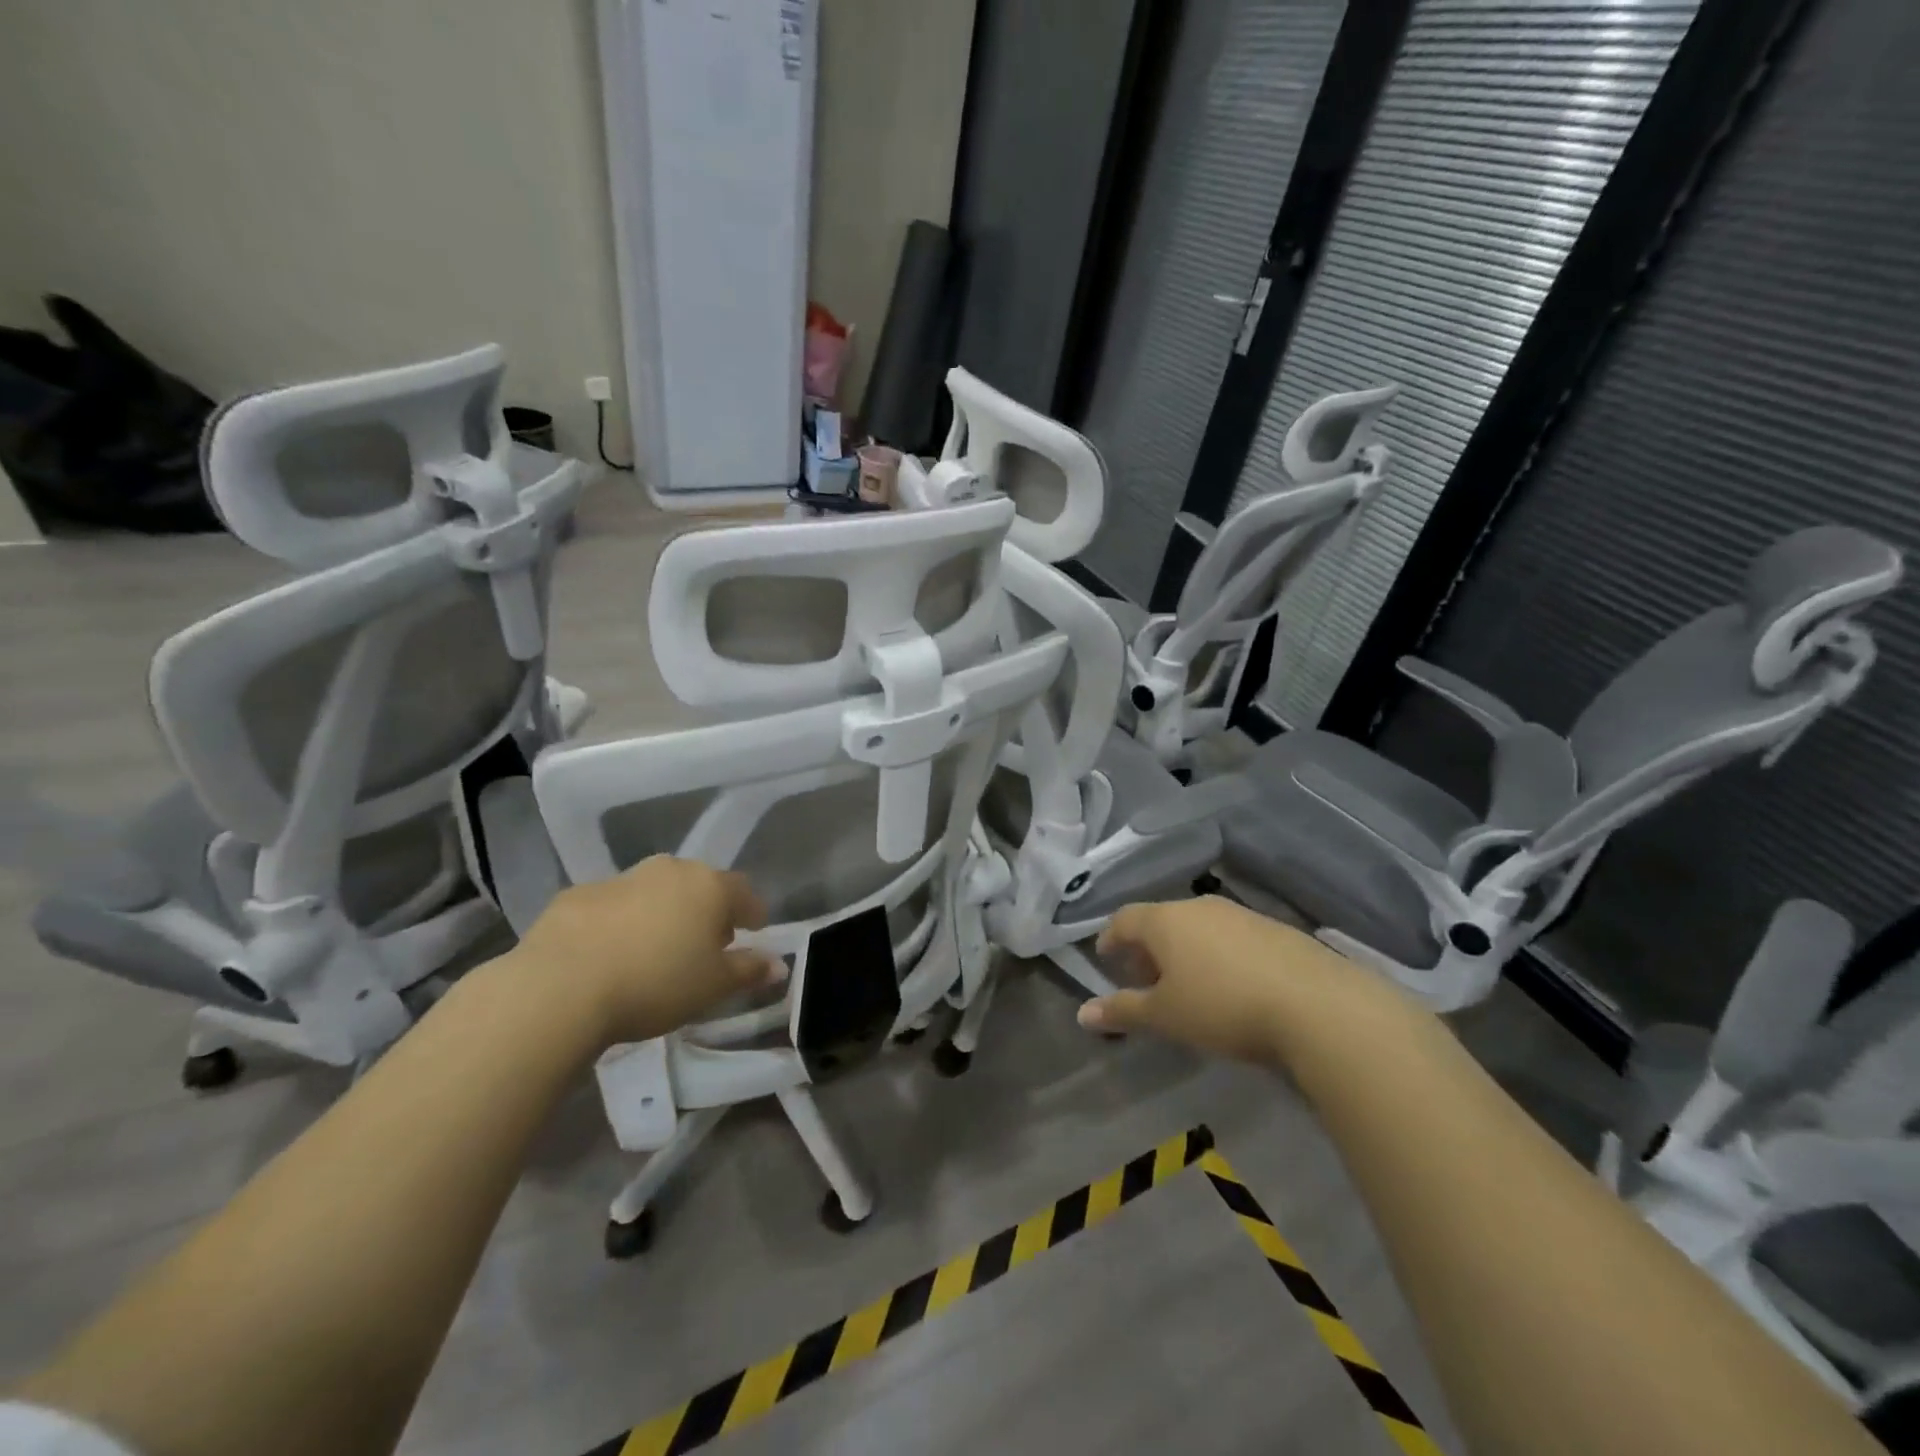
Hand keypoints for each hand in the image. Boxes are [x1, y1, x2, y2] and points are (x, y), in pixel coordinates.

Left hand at [506, 856, 781, 1045]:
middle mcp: (669, 871)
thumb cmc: (656, 983)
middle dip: (705, 910)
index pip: (744, 892)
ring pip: (653, 892)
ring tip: (654, 950)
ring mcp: (620, 879)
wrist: (560, 987)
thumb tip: (779, 964)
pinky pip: (611, 906)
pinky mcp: (576, 895)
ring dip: (661, 913)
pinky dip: (618, 923)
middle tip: (703, 944)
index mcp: (709, 886)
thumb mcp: (713, 987)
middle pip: (698, 886)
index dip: (752, 912)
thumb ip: (749, 971)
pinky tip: (608, 954)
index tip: (754, 931)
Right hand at [1078, 896, 1364, 1065]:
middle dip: (1147, 948)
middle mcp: (1199, 907)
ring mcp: (1240, 915)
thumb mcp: (1165, 1016)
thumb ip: (1122, 1011)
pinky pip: (1231, 937)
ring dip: (1184, 952)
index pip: (1123, 919)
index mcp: (1165, 920)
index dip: (1110, 939)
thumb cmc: (1222, 1007)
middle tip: (1144, 980)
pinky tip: (1231, 987)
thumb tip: (1082, 1014)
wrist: (1316, 1006)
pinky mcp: (1275, 929)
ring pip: (1198, 927)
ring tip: (1187, 987)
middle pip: (1161, 920)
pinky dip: (1218, 956)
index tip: (1105, 960)